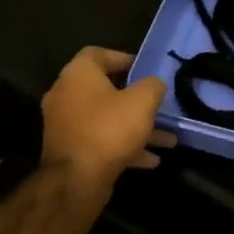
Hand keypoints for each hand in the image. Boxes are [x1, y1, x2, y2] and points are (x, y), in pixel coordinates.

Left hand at [40, 47, 175, 191]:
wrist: (76, 180)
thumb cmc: (109, 129)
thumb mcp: (142, 101)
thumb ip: (153, 86)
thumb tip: (154, 85)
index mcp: (78, 75)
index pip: (98, 53)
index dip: (123, 58)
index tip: (145, 69)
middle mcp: (66, 95)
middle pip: (105, 89)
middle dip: (136, 99)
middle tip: (158, 104)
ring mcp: (66, 125)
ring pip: (107, 119)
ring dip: (136, 127)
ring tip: (167, 139)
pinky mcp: (70, 150)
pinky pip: (102, 141)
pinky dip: (125, 147)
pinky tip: (151, 160)